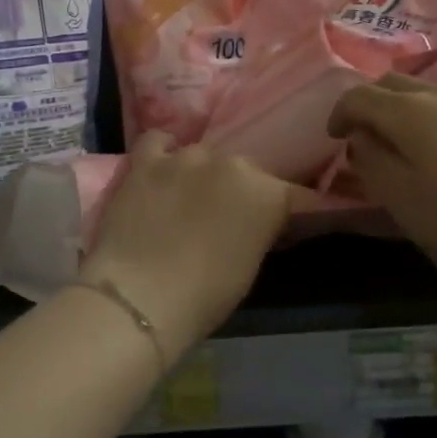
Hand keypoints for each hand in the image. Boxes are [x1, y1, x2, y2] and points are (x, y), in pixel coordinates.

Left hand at [76, 133, 292, 355]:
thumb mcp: (249, 267)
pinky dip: (163, 152)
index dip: (297, 212)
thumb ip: (260, 231)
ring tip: (190, 200)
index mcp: (267, 193)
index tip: (291, 225)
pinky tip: (162, 168)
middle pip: (246, 172)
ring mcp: (186, 157)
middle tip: (231, 219)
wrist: (139, 295)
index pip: (296, 197)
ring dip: (203, 175)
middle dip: (243, 191)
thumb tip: (262, 223)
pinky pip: (157, 142)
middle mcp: (231, 164)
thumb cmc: (204, 295)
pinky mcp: (146, 161)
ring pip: (204, 157)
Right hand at [327, 74, 436, 280]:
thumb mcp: (403, 198)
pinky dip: (428, 118)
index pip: (358, 95)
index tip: (333, 139)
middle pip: (390, 83)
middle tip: (364, 137)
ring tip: (401, 147)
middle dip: (368, 104)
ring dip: (400, 110)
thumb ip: (372, 163)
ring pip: (421, 92)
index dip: (339, 113)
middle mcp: (436, 95)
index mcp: (406, 111)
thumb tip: (360, 139)